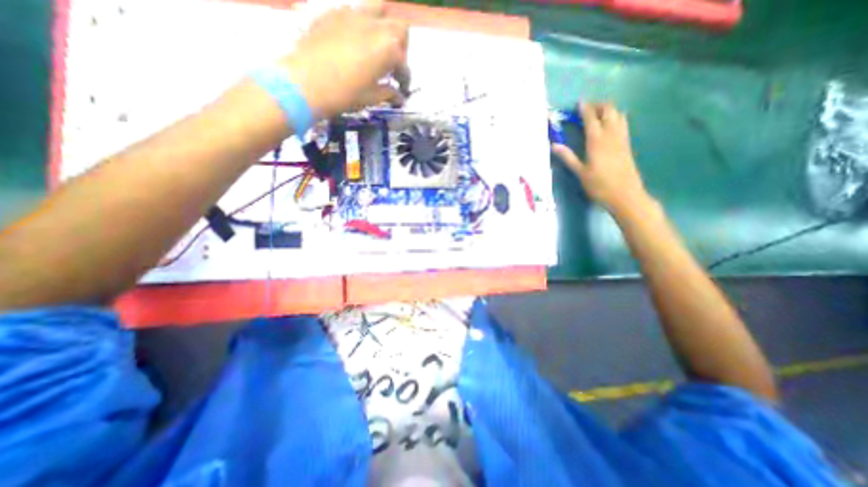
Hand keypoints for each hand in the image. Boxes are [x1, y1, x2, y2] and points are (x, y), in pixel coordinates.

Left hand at [282, 1, 410, 119]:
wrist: (304, 82)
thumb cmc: (344, 93)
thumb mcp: (371, 97)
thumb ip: (388, 93)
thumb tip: (399, 97)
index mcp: (388, 49)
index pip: (404, 63)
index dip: (405, 78)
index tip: (401, 89)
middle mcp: (375, 25)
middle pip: (399, 28)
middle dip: (401, 47)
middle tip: (392, 64)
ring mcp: (353, 14)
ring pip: (378, 8)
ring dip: (383, 25)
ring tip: (377, 44)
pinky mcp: (333, 13)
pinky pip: (354, 11)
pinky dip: (361, 24)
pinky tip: (354, 42)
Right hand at [552, 102, 653, 216]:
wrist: (625, 195)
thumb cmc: (599, 185)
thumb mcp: (580, 172)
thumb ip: (568, 157)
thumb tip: (554, 145)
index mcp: (597, 141)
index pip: (591, 118)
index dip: (585, 108)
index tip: (579, 102)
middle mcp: (611, 135)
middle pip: (608, 110)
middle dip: (598, 105)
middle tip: (587, 107)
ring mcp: (622, 139)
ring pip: (618, 115)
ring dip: (609, 109)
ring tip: (598, 113)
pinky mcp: (627, 144)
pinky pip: (623, 123)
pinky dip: (616, 117)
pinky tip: (611, 123)